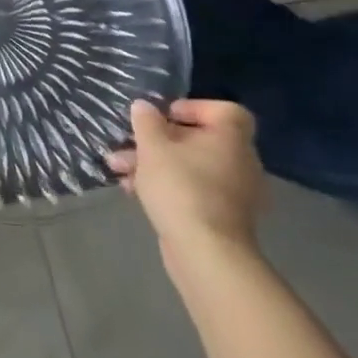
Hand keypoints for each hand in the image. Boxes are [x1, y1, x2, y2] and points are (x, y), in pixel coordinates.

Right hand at [108, 99, 263, 260]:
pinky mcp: (222, 215)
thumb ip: (146, 122)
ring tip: (119, 169)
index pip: (223, 111)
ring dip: (154, 163)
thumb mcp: (153, 147)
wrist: (205, 252)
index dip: (192, 108)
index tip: (163, 116)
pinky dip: (167, 186)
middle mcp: (239, 161)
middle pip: (198, 139)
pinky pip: (193, 189)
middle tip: (128, 143)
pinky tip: (135, 192)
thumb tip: (144, 106)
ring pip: (190, 166)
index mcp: (230, 139)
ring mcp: (233, 191)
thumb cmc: (180, 188)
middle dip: (157, 140)